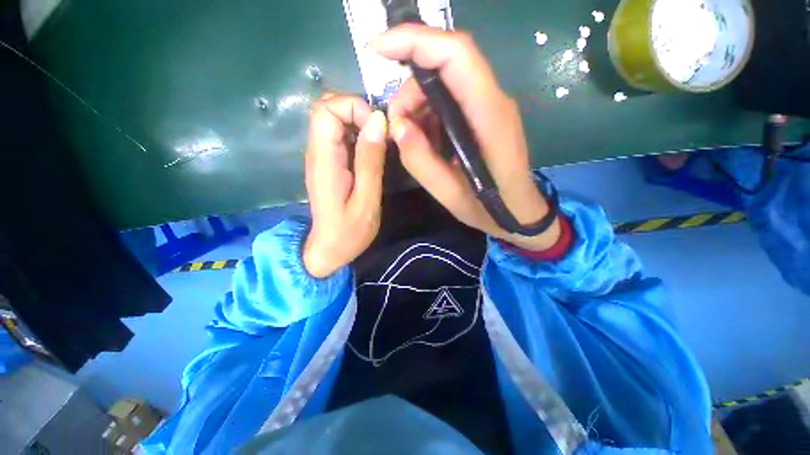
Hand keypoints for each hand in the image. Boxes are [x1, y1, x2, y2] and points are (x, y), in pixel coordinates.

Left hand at [302, 94, 387, 277]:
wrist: (328, 248)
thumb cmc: (349, 232)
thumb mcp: (366, 201)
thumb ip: (370, 162)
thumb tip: (378, 121)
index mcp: (324, 160)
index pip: (325, 109)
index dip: (353, 108)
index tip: (377, 128)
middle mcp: (317, 152)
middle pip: (327, 108)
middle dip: (358, 111)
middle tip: (381, 134)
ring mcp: (321, 156)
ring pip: (334, 119)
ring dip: (359, 122)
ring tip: (380, 143)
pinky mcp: (329, 163)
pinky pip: (340, 135)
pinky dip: (358, 134)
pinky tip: (371, 151)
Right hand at [372, 25, 560, 250]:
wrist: (520, 213)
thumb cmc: (490, 209)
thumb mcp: (450, 195)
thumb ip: (421, 162)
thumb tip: (397, 126)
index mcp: (489, 117)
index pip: (456, 55)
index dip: (415, 40)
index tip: (377, 48)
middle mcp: (493, 101)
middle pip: (447, 65)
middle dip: (411, 89)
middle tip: (396, 126)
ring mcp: (490, 106)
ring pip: (445, 83)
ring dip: (418, 104)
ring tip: (410, 138)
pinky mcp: (484, 116)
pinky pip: (450, 100)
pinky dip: (429, 114)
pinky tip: (425, 139)